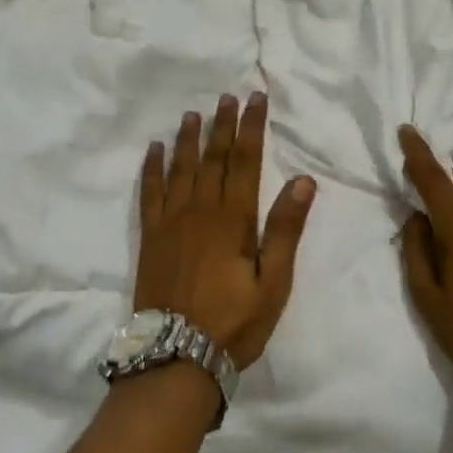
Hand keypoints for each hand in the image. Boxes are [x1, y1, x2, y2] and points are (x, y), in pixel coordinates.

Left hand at [136, 94, 315, 369]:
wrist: (176, 356)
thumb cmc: (233, 323)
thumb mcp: (273, 283)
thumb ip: (285, 229)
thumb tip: (303, 179)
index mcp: (233, 219)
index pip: (245, 161)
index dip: (251, 128)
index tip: (255, 100)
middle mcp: (200, 210)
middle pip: (213, 158)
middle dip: (222, 125)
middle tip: (227, 97)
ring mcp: (170, 221)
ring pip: (181, 168)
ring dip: (188, 138)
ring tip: (193, 113)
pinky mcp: (150, 236)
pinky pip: (149, 191)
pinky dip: (152, 167)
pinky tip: (154, 149)